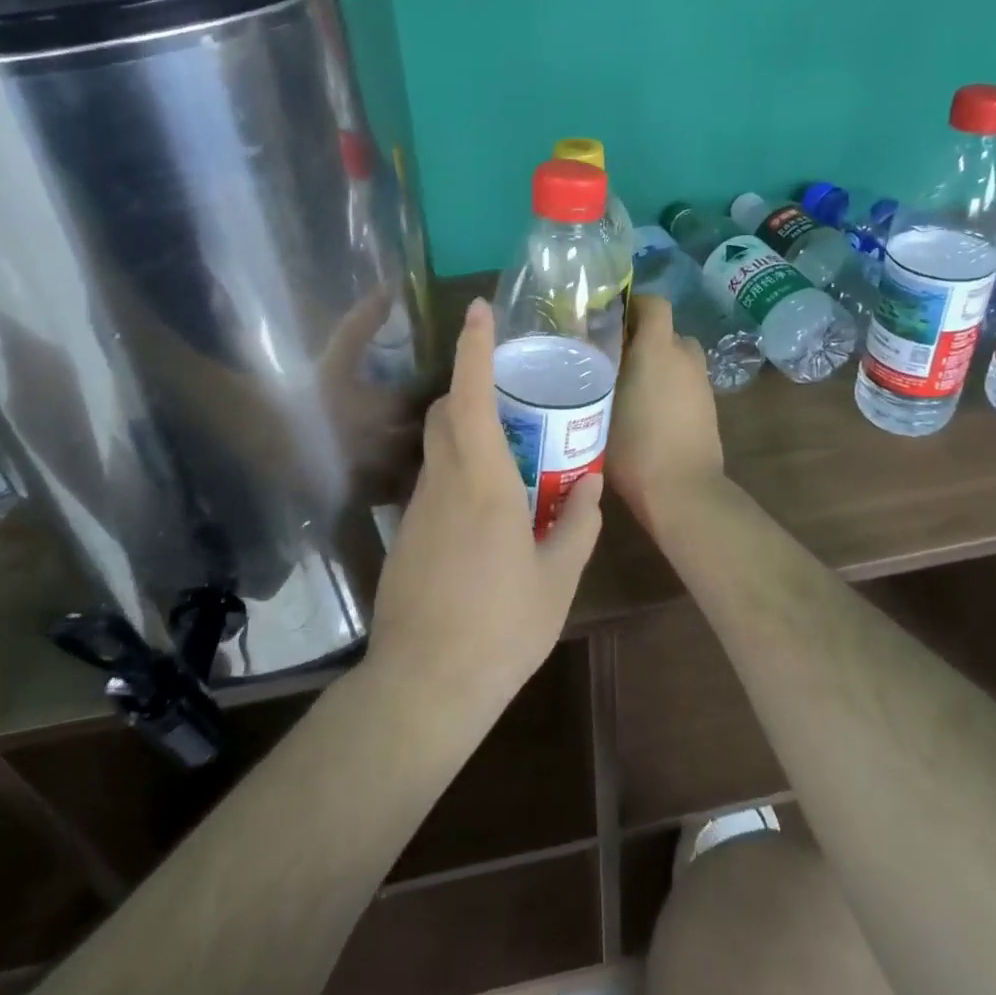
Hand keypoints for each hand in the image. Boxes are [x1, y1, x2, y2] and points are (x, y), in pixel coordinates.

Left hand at [367, 299, 603, 717]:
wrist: (424, 684)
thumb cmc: (501, 628)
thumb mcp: (557, 578)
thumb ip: (577, 524)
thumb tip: (589, 485)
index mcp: (483, 482)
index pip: (471, 396)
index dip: (473, 348)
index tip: (478, 310)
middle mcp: (443, 482)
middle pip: (445, 412)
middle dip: (469, 385)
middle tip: (510, 391)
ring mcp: (418, 509)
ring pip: (437, 447)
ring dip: (465, 431)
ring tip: (509, 451)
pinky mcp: (407, 534)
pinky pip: (433, 483)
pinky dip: (457, 471)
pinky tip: (486, 510)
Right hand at [606, 296, 725, 528]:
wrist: (682, 491)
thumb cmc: (633, 446)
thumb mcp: (598, 408)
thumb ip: (595, 375)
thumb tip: (587, 356)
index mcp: (658, 348)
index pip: (655, 304)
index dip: (634, 305)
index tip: (609, 320)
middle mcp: (684, 356)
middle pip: (665, 331)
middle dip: (642, 338)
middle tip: (612, 357)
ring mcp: (701, 382)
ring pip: (677, 357)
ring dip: (658, 362)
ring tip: (629, 385)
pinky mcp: (709, 406)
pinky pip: (686, 380)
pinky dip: (670, 385)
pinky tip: (647, 410)